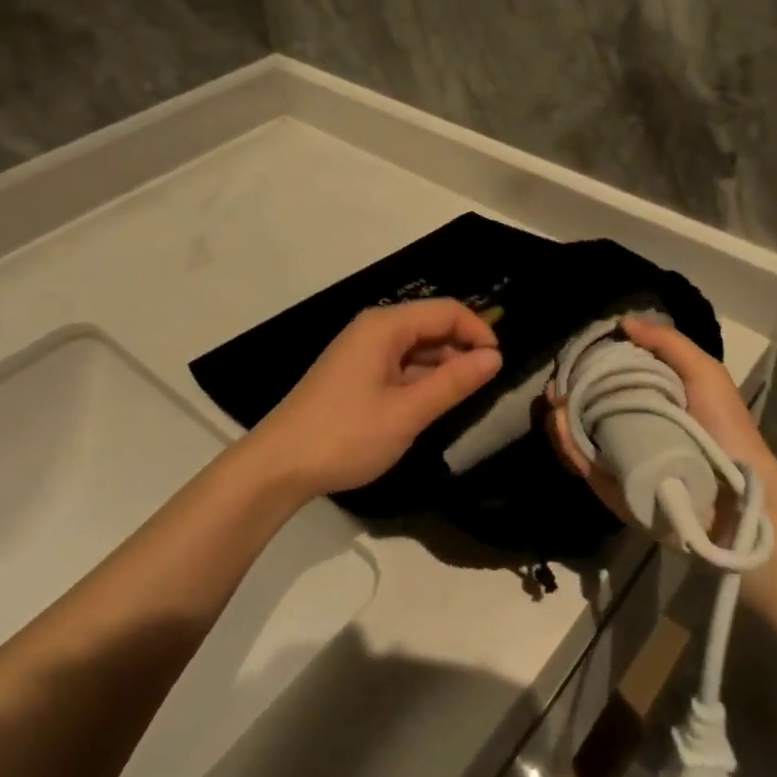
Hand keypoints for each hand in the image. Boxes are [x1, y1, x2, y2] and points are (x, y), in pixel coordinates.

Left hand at [254, 300, 502, 498]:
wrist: (278, 466)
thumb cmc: (346, 435)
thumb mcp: (407, 412)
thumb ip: (453, 382)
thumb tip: (495, 357)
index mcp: (385, 326)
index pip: (447, 310)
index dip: (479, 331)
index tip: (499, 366)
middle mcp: (374, 329)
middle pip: (431, 325)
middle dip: (462, 349)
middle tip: (485, 388)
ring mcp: (362, 352)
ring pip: (416, 348)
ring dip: (442, 367)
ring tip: (462, 400)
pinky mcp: (355, 374)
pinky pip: (399, 366)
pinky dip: (420, 380)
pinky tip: (430, 406)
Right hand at [545, 317, 776, 527]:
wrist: (737, 494)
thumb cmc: (724, 428)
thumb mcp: (704, 373)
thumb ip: (667, 343)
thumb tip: (622, 322)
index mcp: (648, 398)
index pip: (608, 376)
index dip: (588, 363)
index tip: (573, 353)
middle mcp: (627, 425)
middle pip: (583, 404)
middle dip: (566, 389)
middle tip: (556, 381)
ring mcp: (615, 456)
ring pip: (574, 432)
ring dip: (558, 415)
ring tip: (554, 400)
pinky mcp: (609, 485)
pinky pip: (580, 462)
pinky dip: (566, 444)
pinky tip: (559, 424)